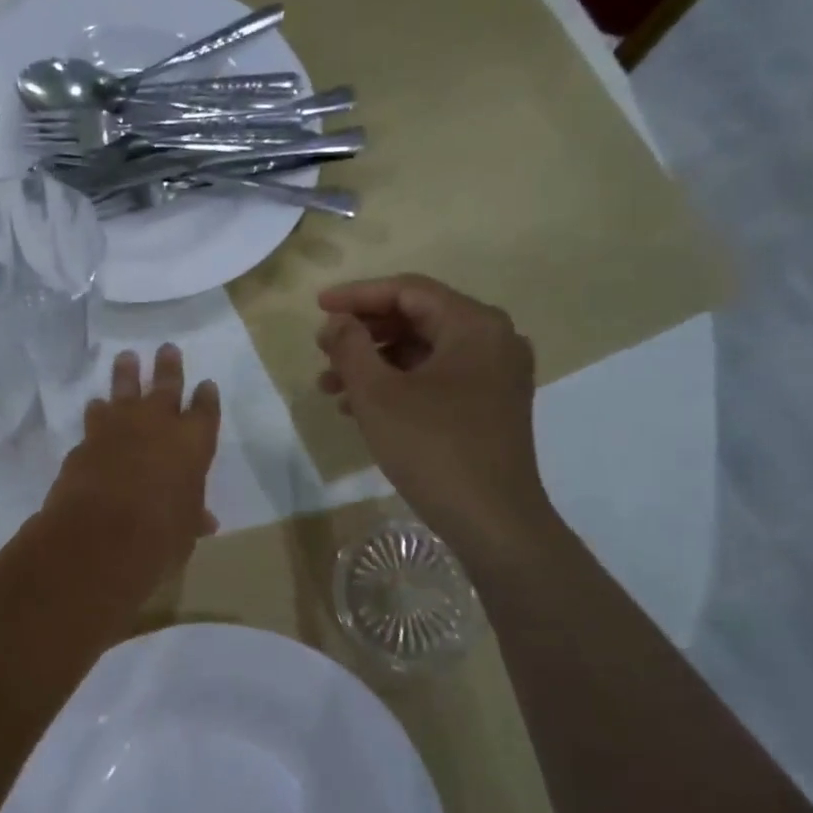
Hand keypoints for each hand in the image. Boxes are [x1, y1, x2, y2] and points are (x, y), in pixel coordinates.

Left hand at [41, 344, 221, 606]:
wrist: (100, 534)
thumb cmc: (159, 535)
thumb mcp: (185, 530)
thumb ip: (192, 516)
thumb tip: (205, 521)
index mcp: (192, 443)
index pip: (205, 412)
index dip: (206, 397)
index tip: (206, 385)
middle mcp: (157, 425)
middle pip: (166, 385)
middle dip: (168, 367)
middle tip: (166, 348)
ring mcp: (118, 427)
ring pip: (124, 389)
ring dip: (126, 374)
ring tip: (126, 358)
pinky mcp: (87, 439)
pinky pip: (95, 417)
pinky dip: (98, 412)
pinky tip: (96, 406)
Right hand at [316, 274, 555, 566]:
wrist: (492, 521)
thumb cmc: (432, 448)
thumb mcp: (378, 394)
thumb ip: (350, 347)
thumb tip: (338, 323)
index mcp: (474, 325)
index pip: (408, 291)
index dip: (357, 295)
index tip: (317, 307)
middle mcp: (493, 340)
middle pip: (416, 319)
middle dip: (363, 334)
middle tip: (321, 349)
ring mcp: (495, 375)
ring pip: (422, 352)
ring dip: (373, 363)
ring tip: (329, 386)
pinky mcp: (489, 405)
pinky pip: (435, 378)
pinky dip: (396, 385)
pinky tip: (358, 408)